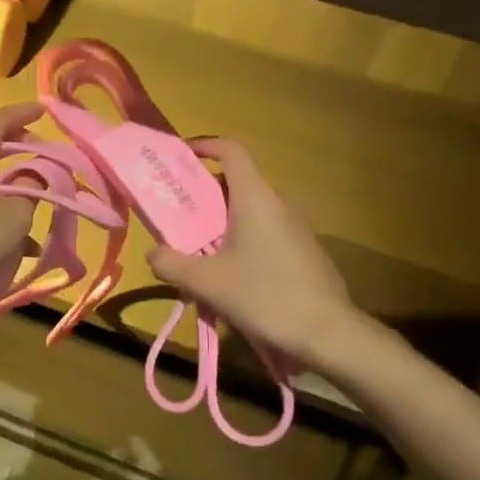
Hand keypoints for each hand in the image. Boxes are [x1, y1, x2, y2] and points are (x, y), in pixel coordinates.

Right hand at [148, 137, 374, 365]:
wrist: (327, 334)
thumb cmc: (264, 297)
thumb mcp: (207, 283)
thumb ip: (171, 264)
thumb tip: (152, 254)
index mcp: (255, 198)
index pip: (231, 150)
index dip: (204, 146)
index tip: (179, 157)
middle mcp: (279, 204)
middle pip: (237, 182)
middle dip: (203, 194)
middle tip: (176, 215)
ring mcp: (296, 228)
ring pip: (251, 210)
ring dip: (221, 221)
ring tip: (196, 250)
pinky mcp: (305, 252)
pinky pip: (266, 232)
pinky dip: (242, 240)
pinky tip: (230, 275)